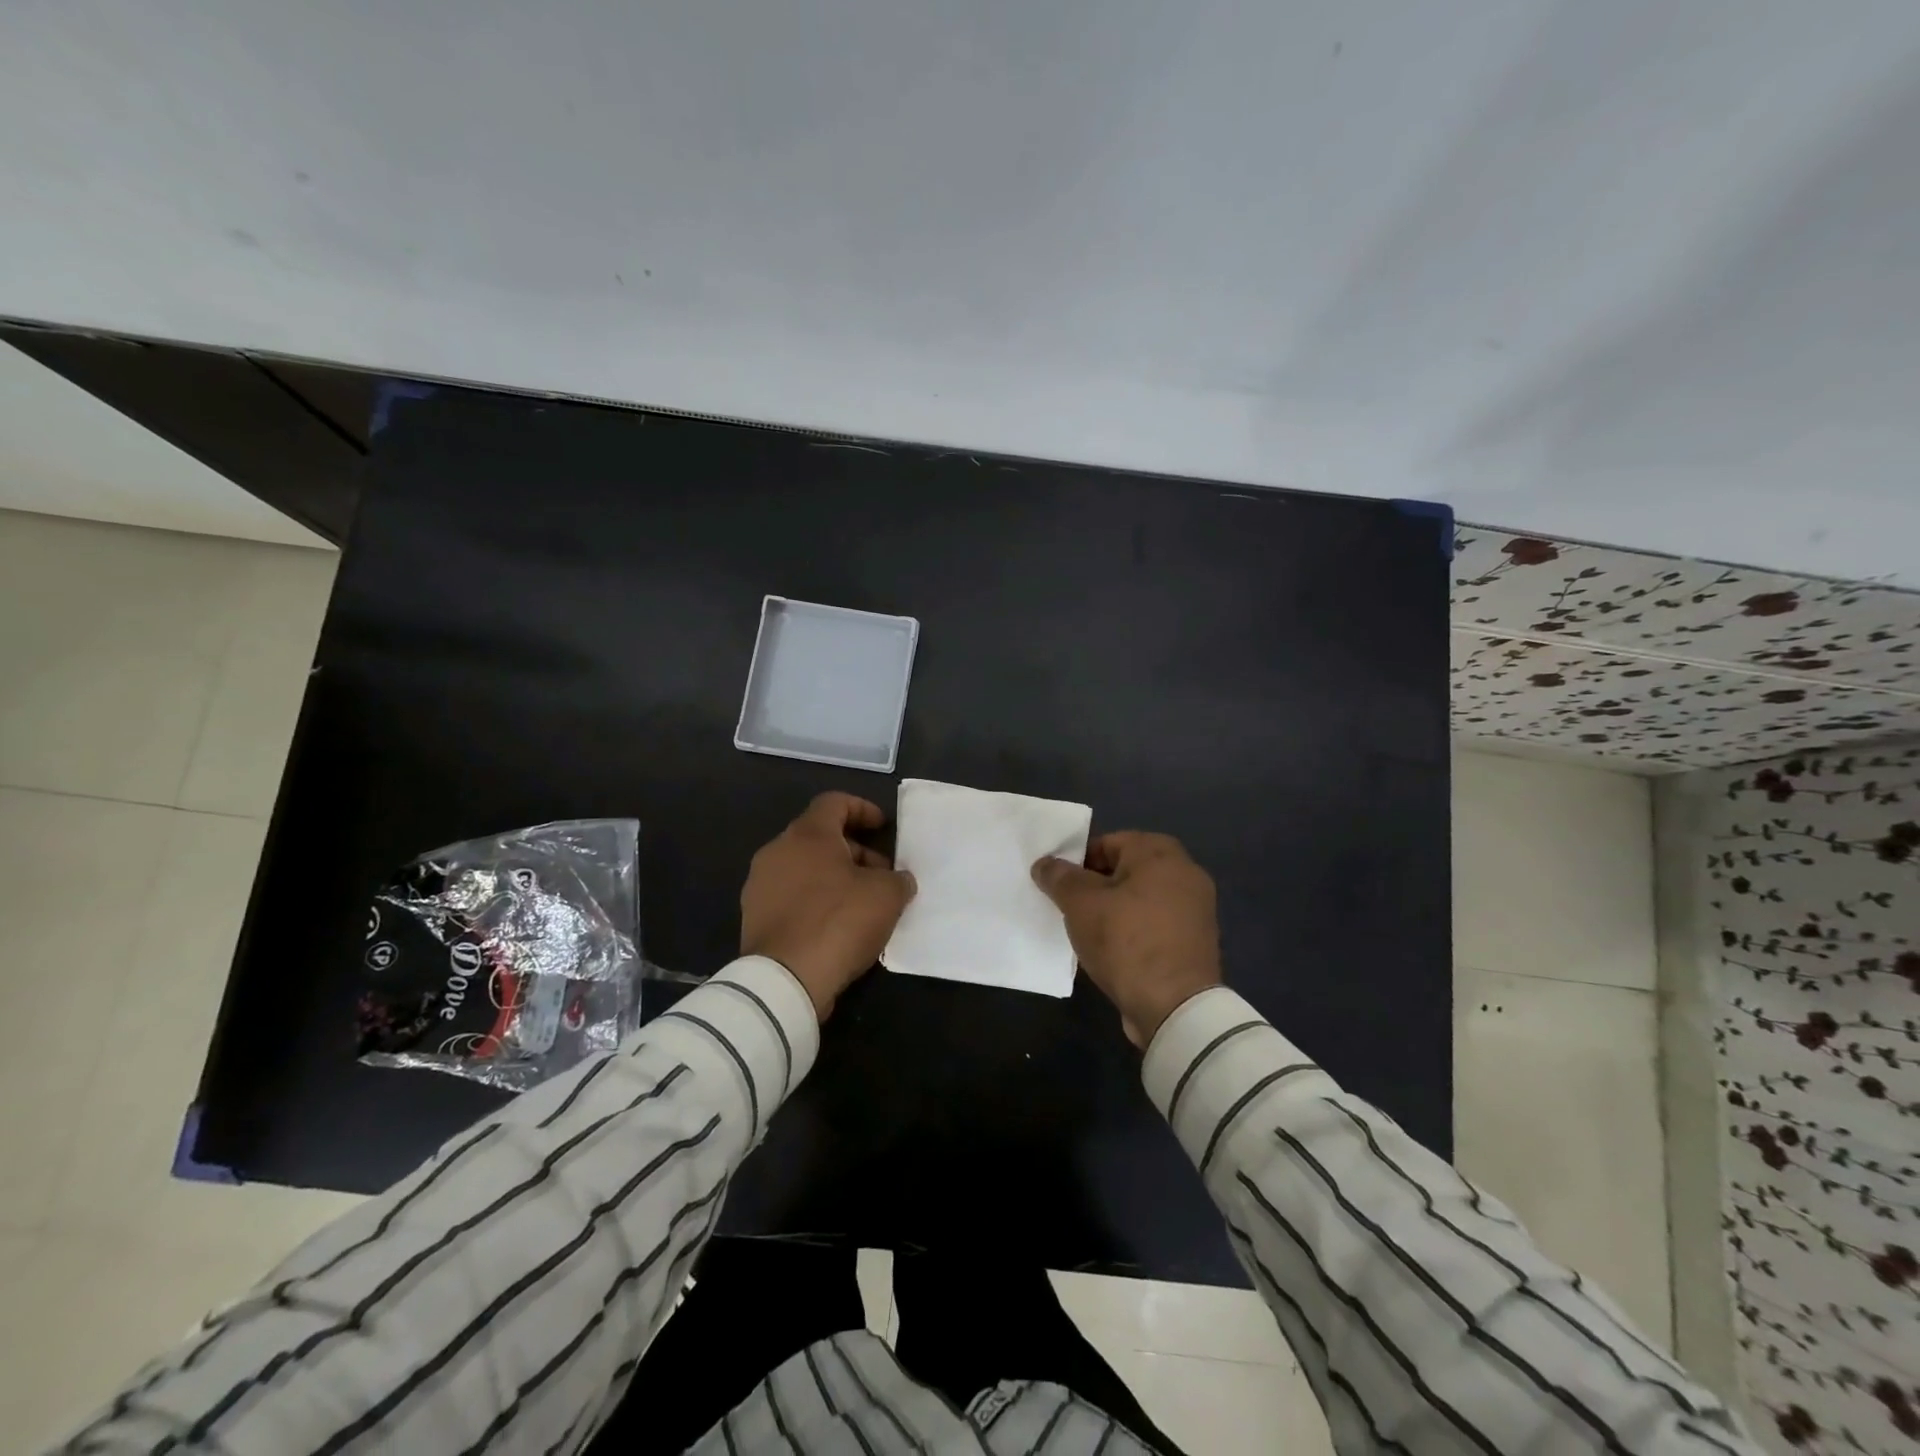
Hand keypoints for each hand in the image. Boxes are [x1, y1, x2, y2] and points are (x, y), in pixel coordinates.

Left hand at [741, 792, 916, 1020]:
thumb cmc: (840, 921)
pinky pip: (791, 896)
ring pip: (804, 868)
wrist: (785, 980)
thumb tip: (898, 880)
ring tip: (862, 904)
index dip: (862, 809)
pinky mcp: (754, 916)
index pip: (834, 802)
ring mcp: (760, 884)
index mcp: (808, 834)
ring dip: (834, 877)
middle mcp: (777, 850)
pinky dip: (815, 901)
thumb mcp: (887, 895)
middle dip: (854, 851)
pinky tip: (836, 927)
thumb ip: (898, 879)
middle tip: (881, 876)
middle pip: (820, 837)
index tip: (882, 827)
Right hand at [1032, 831, 1220, 1046]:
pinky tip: (1113, 951)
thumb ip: (1060, 878)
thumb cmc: (1126, 941)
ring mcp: (1195, 909)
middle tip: (1069, 908)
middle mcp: (1186, 872)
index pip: (1108, 842)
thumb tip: (1045, 864)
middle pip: (1125, 870)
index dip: (1078, 862)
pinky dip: (1134, 930)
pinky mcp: (1195, 941)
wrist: (1175, 1007)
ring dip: (1114, 910)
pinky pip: (1155, 924)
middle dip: (1095, 886)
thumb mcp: (1081, 904)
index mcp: (1161, 853)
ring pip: (1140, 898)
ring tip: (1087, 931)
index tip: (1059, 886)